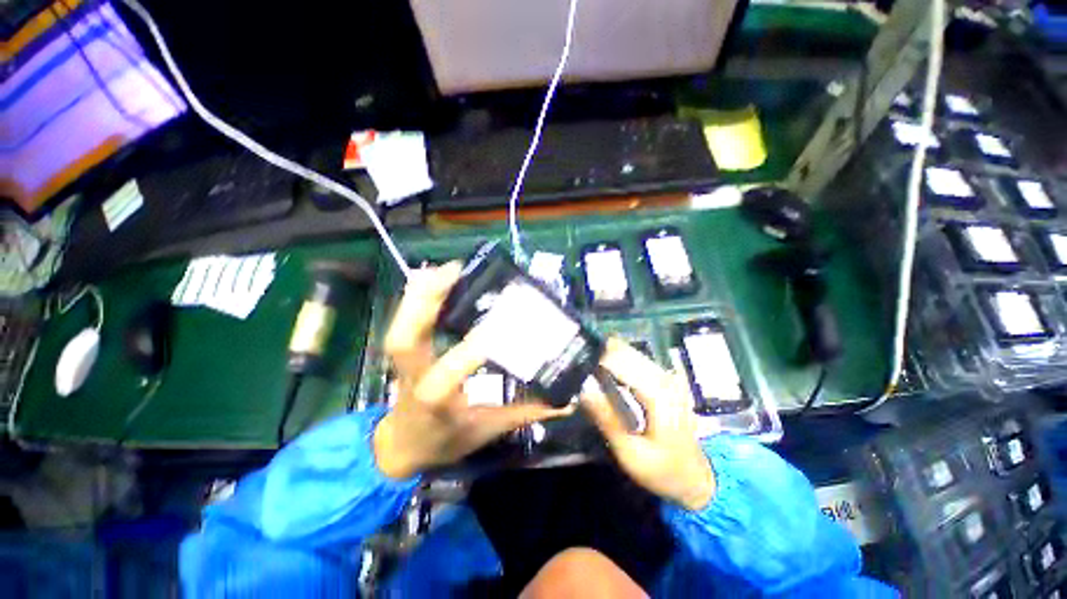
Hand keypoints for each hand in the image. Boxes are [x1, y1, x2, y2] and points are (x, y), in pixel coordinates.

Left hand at [373, 263, 570, 478]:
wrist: (401, 446)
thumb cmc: (443, 440)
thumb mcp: (487, 431)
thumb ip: (525, 414)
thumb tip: (565, 404)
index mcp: (436, 402)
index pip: (449, 374)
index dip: (471, 349)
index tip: (500, 326)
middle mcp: (414, 377)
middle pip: (406, 338)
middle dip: (427, 302)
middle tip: (457, 272)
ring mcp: (404, 362)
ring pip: (400, 324)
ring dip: (421, 292)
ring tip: (448, 268)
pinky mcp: (405, 351)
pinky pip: (403, 320)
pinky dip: (415, 296)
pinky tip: (432, 277)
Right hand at [581, 338, 715, 510]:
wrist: (695, 478)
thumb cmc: (663, 469)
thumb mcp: (631, 453)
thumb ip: (608, 421)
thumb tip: (583, 391)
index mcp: (658, 394)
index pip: (622, 361)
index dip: (597, 358)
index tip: (576, 362)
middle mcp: (664, 378)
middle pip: (627, 352)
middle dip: (601, 353)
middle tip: (578, 364)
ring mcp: (668, 378)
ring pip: (633, 353)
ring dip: (609, 355)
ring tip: (588, 364)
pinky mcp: (667, 381)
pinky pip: (639, 361)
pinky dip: (621, 361)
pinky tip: (607, 369)